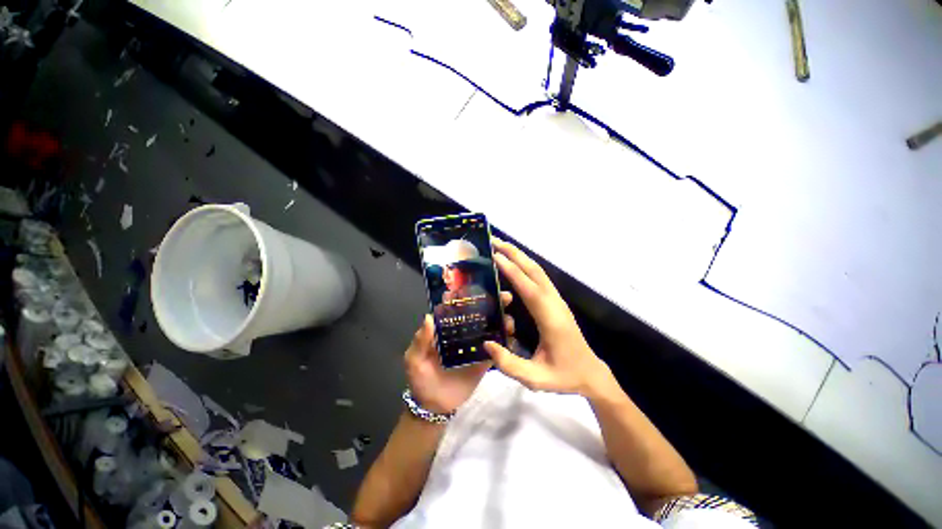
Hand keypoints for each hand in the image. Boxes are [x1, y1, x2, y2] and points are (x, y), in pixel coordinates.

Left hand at [404, 292, 514, 413]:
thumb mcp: (415, 359)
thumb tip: (429, 317)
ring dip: (502, 321)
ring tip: (510, 321)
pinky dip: (505, 342)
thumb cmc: (421, 378)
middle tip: (506, 298)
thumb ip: (421, 340)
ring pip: (490, 329)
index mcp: (447, 328)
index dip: (470, 295)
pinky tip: (512, 337)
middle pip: (479, 314)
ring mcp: (475, 345)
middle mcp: (463, 332)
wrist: (434, 405)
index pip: (459, 307)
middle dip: (493, 304)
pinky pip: (496, 349)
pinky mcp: (484, 360)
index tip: (484, 287)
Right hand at [484, 238, 610, 396]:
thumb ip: (509, 364)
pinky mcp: (556, 302)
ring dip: (520, 256)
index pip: (528, 288)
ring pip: (538, 271)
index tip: (495, 255)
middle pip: (535, 271)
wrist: (591, 373)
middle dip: (515, 253)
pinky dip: (525, 266)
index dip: (512, 271)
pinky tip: (514, 264)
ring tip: (501, 247)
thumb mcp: (535, 379)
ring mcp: (557, 300)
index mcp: (550, 319)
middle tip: (494, 241)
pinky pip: (539, 278)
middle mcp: (554, 303)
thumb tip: (486, 344)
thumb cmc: (564, 376)